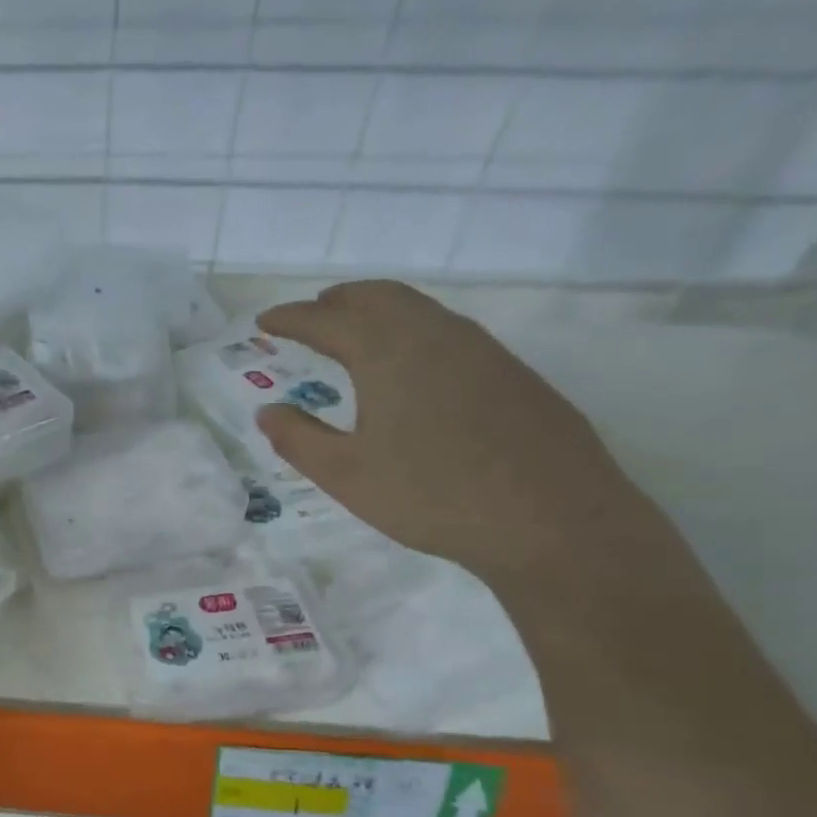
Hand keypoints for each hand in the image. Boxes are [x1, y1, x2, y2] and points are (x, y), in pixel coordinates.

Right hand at [255, 282, 659, 584]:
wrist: (552, 520)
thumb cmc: (431, 496)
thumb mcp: (346, 475)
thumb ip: (298, 439)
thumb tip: (268, 412)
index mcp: (387, 353)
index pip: (326, 320)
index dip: (291, 318)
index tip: (264, 320)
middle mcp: (435, 335)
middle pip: (378, 296)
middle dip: (337, 300)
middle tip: (309, 316)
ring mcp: (481, 349)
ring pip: (418, 308)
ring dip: (377, 310)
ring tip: (354, 334)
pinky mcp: (511, 372)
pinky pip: (448, 330)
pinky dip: (412, 329)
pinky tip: (411, 367)